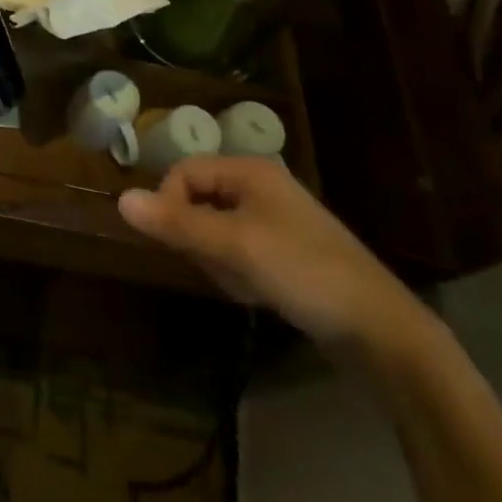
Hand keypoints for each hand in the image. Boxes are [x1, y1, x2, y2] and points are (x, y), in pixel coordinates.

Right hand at [118, 156, 428, 354]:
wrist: (380, 330)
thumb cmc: (303, 272)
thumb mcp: (233, 246)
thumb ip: (176, 222)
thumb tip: (120, 199)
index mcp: (250, 171)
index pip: (184, 172)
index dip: (169, 203)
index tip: (175, 241)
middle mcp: (262, 186)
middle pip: (198, 199)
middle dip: (198, 236)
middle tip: (218, 265)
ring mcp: (276, 220)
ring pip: (216, 229)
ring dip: (217, 258)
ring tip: (242, 283)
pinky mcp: (286, 252)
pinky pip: (239, 251)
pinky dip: (237, 271)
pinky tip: (257, 293)